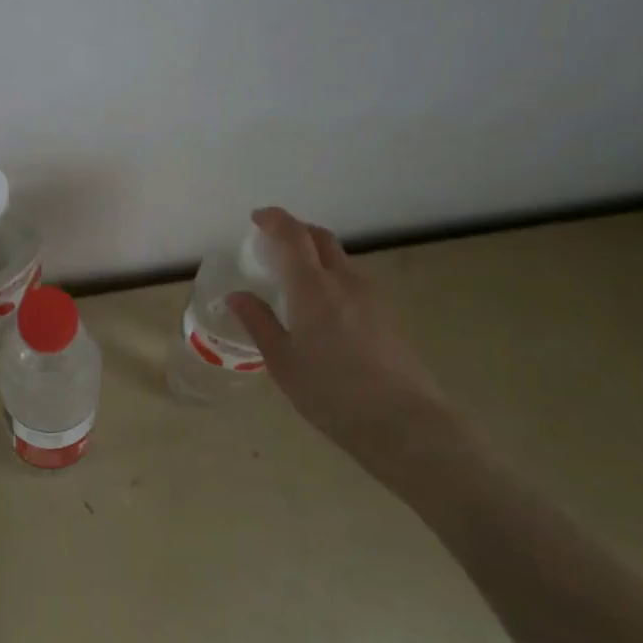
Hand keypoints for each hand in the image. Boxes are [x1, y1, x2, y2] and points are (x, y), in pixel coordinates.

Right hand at [227, 207, 473, 476]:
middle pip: (321, 239)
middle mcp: (345, 282)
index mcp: (313, 288)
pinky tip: (321, 307)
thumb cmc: (332, 394)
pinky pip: (353, 281)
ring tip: (294, 277)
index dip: (275, 220)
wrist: (405, 424)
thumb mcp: (283, 362)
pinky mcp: (387, 315)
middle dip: (296, 231)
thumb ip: (259, 323)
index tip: (257, 218)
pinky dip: (331, 276)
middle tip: (273, 243)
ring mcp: (371, 297)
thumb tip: (237, 296)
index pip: (293, 236)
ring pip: (340, 259)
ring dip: (315, 255)